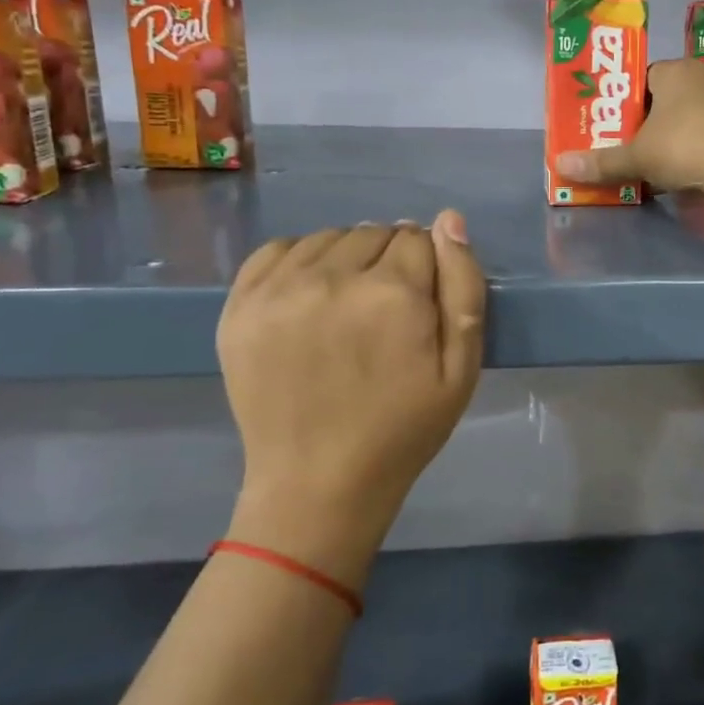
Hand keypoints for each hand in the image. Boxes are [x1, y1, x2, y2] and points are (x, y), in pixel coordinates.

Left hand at [216, 213, 484, 587]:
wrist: (317, 484)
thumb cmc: (403, 429)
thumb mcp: (461, 368)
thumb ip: (463, 286)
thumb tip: (450, 220)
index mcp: (393, 294)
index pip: (420, 238)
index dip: (428, 268)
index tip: (421, 305)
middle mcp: (333, 278)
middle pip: (375, 233)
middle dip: (390, 260)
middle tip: (386, 312)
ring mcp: (279, 290)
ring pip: (330, 237)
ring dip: (348, 258)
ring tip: (348, 306)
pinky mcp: (240, 306)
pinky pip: (278, 249)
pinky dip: (301, 260)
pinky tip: (311, 295)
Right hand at [555, 57, 703, 192]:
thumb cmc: (682, 146)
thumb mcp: (637, 157)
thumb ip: (602, 162)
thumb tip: (560, 166)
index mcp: (673, 70)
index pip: (644, 79)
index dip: (631, 104)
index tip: (624, 129)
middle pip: (673, 94)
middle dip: (658, 119)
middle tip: (644, 147)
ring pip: (699, 109)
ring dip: (686, 130)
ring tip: (672, 160)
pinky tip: (701, 163)